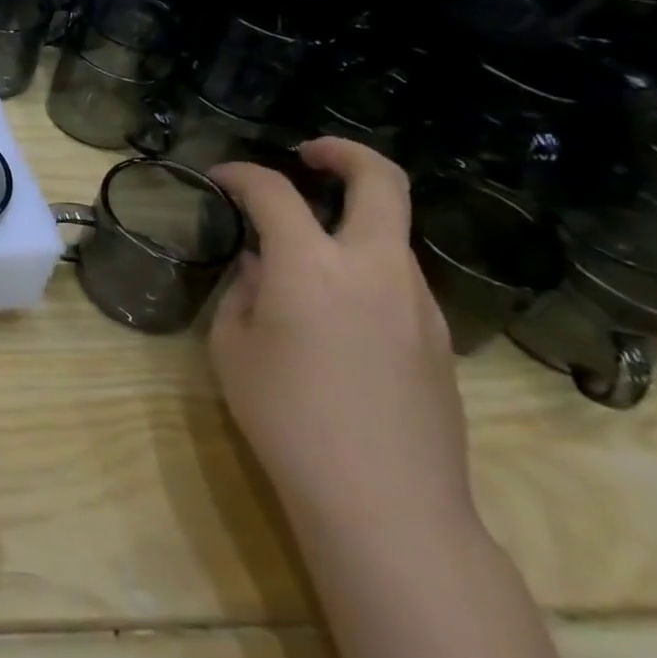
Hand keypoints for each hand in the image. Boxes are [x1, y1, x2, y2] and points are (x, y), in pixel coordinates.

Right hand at [208, 138, 473, 538]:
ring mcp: (417, 303)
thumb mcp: (233, 346)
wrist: (384, 503)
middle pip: (381, 182)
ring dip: (351, 218)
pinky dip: (363, 264)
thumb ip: (245, 290)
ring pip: (391, 232)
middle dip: (344, 154)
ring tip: (306, 244)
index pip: (273, 192)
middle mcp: (374, 269)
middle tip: (308, 155)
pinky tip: (332, 304)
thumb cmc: (286, 416)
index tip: (218, 179)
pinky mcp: (437, 338)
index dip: (240, 174)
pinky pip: (396, 277)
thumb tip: (262, 266)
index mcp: (312, 266)